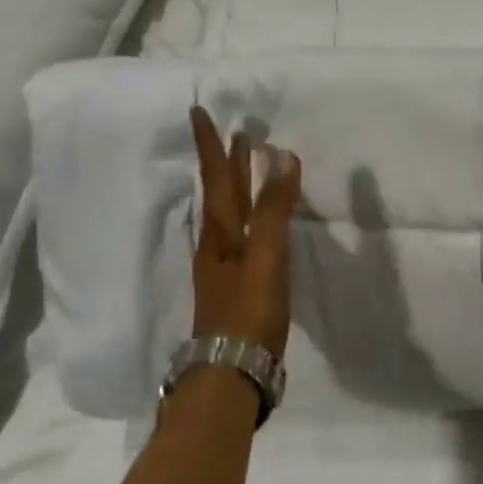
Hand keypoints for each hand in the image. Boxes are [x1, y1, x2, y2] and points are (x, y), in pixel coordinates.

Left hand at [189, 107, 302, 359]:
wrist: (231, 371)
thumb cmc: (248, 310)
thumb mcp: (265, 256)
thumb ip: (274, 209)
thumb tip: (282, 157)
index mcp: (221, 232)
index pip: (217, 178)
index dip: (211, 146)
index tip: (199, 112)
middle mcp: (218, 243)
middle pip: (222, 193)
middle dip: (227, 161)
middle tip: (236, 132)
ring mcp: (225, 266)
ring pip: (229, 213)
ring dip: (236, 185)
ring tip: (246, 166)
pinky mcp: (238, 283)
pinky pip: (241, 234)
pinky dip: (248, 214)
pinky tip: (253, 222)